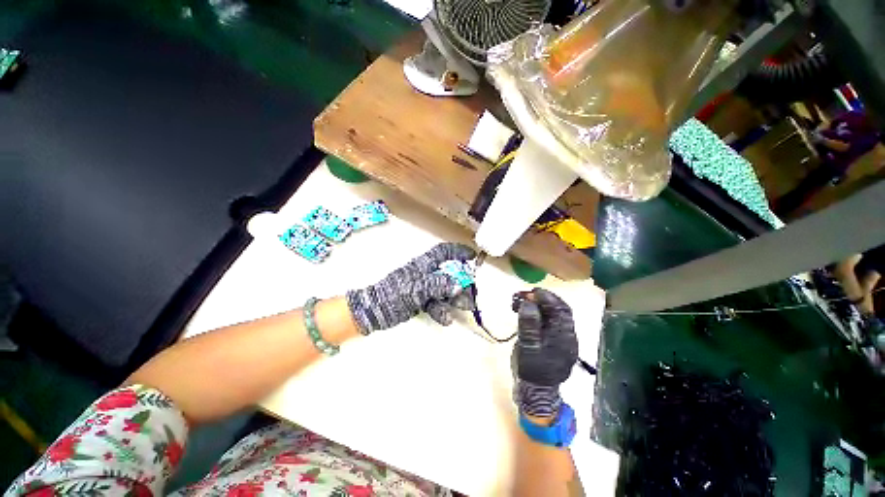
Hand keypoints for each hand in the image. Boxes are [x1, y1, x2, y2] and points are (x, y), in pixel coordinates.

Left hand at [346, 243, 476, 333]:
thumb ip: (437, 285)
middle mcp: (426, 274)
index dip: (458, 252)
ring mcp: (424, 288)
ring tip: (466, 306)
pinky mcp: (421, 301)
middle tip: (472, 291)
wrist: (374, 312)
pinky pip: (436, 303)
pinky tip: (446, 319)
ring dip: (456, 298)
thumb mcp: (416, 288)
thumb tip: (458, 284)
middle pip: (448, 274)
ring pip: (444, 290)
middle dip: (461, 282)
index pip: (443, 252)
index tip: (473, 256)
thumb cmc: (394, 294)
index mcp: (423, 265)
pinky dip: (442, 310)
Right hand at [513, 288, 577, 417]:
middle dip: (540, 299)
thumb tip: (528, 302)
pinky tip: (523, 312)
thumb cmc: (533, 369)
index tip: (531, 291)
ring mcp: (558, 337)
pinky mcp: (549, 340)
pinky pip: (544, 321)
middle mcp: (565, 334)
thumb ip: (529, 324)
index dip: (546, 297)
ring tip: (519, 301)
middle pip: (556, 309)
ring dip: (536, 305)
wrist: (536, 391)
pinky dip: (534, 313)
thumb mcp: (529, 346)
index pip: (560, 309)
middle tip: (523, 294)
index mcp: (564, 336)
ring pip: (550, 314)